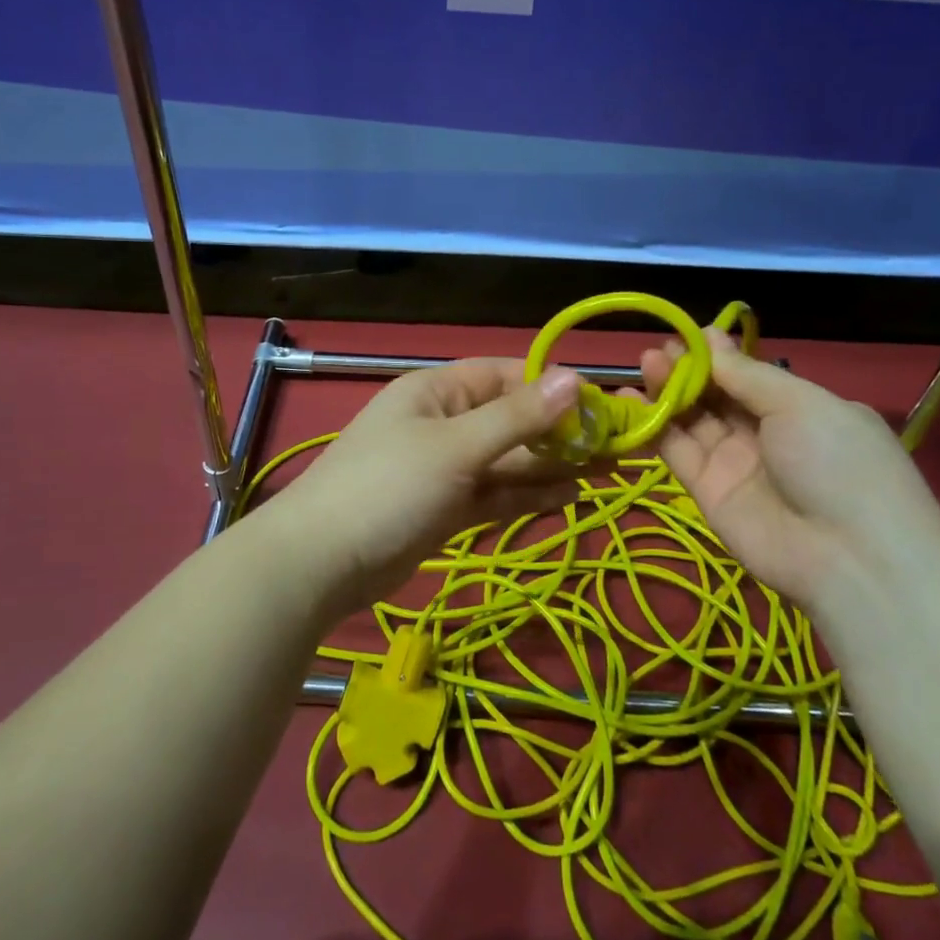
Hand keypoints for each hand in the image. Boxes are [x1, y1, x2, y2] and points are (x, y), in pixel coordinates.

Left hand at [262, 360, 587, 620]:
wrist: (322, 562)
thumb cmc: (389, 487)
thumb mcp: (457, 446)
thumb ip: (518, 417)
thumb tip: (575, 377)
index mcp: (437, 391)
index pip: (505, 376)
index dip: (552, 387)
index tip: (602, 404)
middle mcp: (443, 423)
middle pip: (511, 420)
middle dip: (560, 432)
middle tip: (617, 446)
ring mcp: (444, 468)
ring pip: (508, 461)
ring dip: (551, 465)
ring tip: (606, 471)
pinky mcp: (446, 509)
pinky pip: (495, 494)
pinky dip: (528, 495)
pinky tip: (569, 495)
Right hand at [641, 327, 939, 609]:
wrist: (847, 556)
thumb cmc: (836, 462)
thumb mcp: (801, 404)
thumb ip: (747, 375)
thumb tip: (711, 339)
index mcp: (801, 409)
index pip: (750, 375)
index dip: (718, 355)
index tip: (687, 334)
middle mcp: (766, 434)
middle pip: (717, 395)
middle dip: (688, 370)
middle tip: (656, 350)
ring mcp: (735, 464)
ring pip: (693, 420)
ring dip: (668, 392)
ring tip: (643, 364)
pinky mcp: (707, 492)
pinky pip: (677, 451)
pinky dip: (653, 427)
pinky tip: (630, 401)